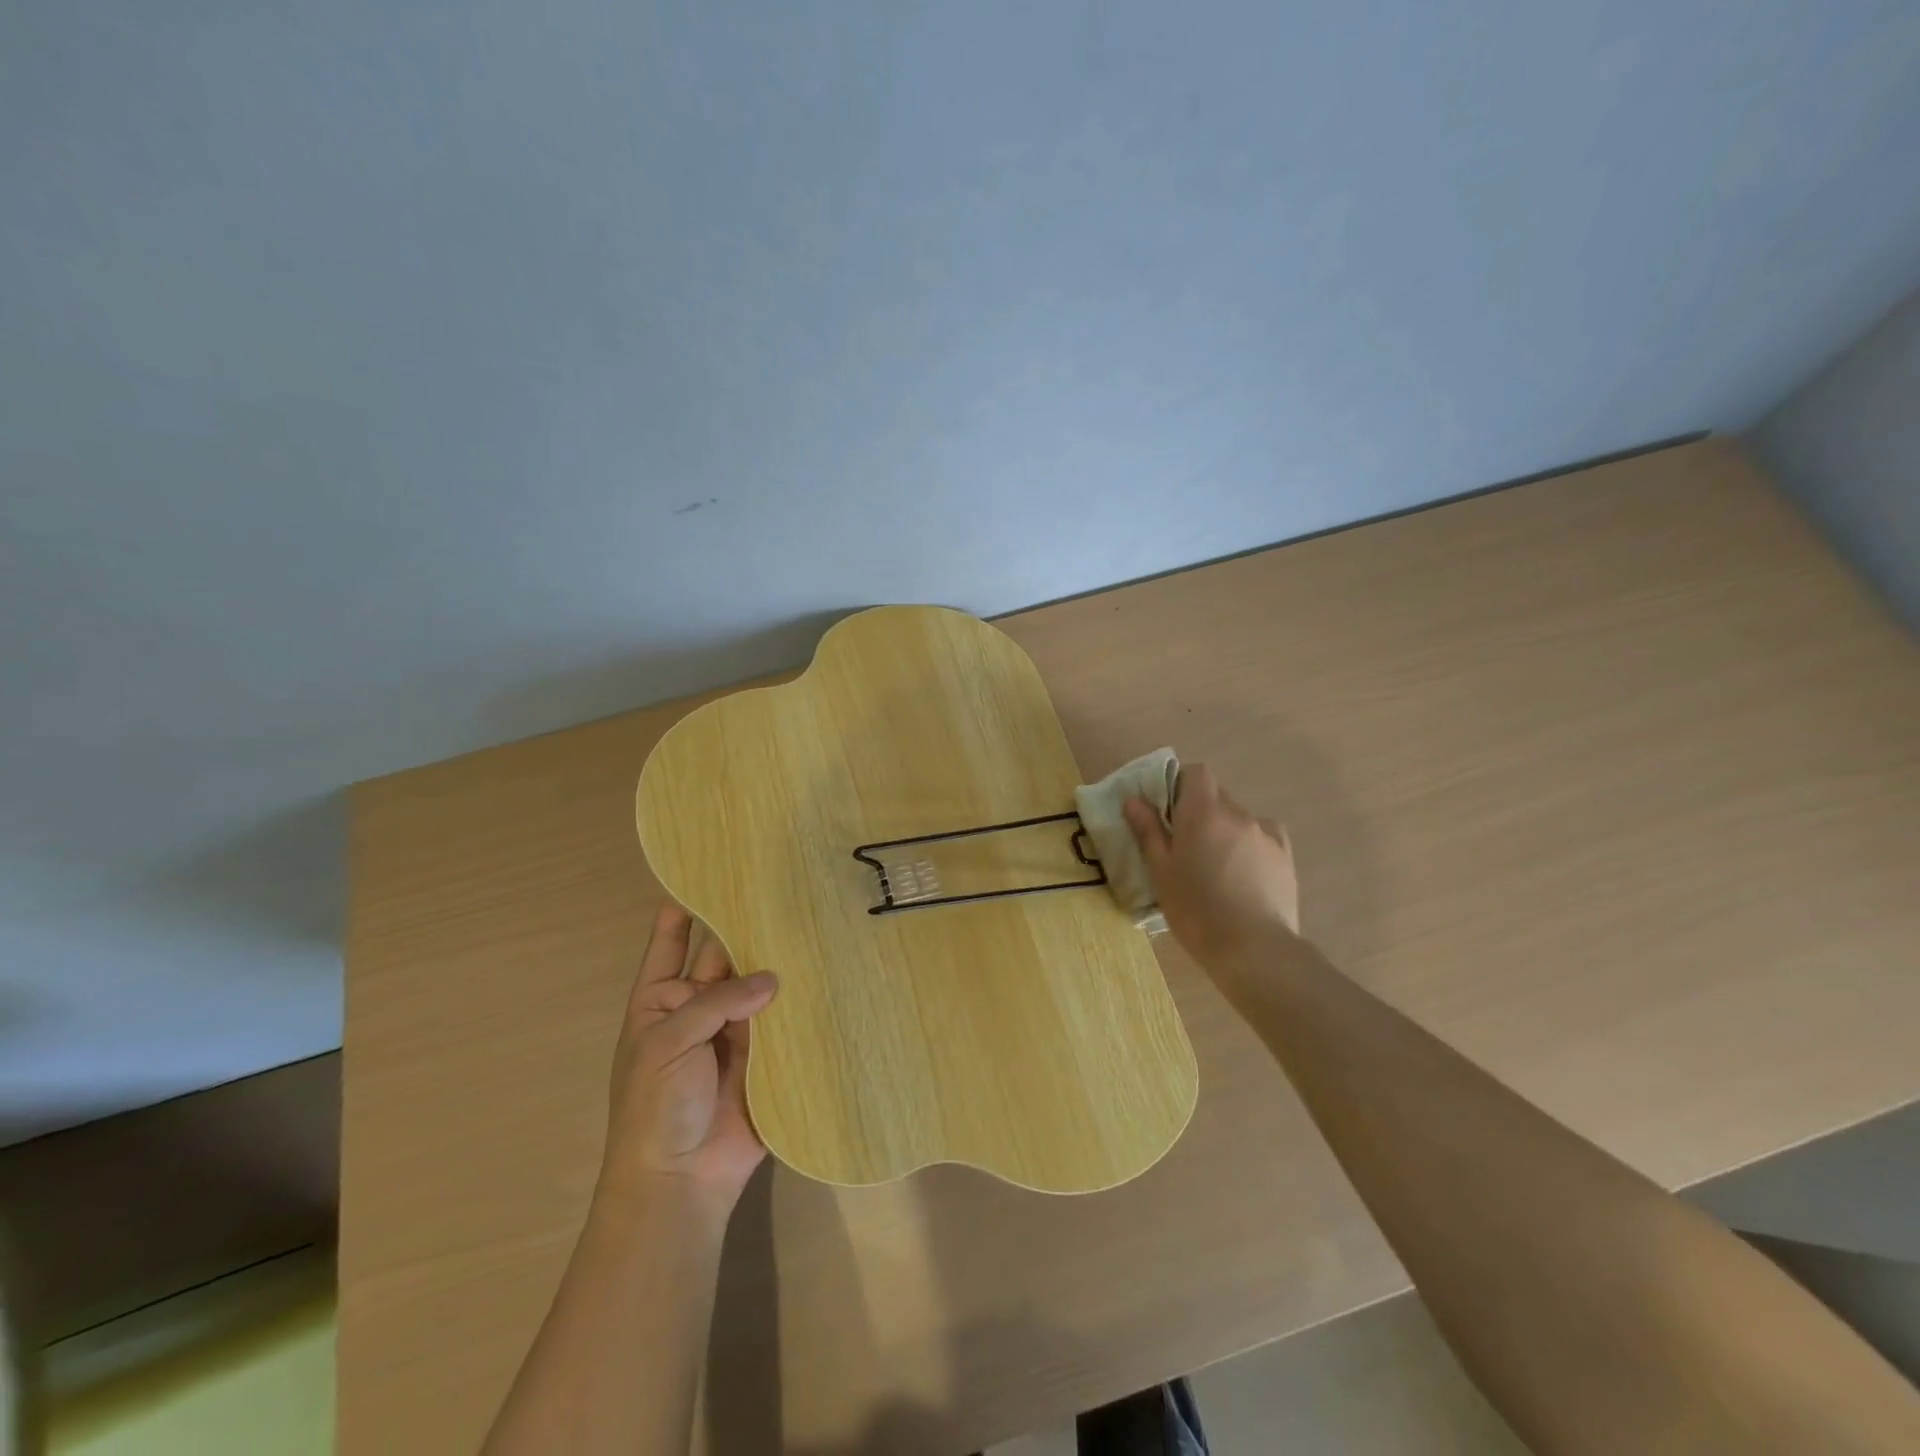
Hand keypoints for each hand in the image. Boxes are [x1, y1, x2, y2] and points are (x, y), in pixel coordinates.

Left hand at [598, 901, 778, 1210]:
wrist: (679, 1180)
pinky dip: (800, 1000)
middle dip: (745, 928)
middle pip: (724, 957)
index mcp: (661, 1000)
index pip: (672, 943)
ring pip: (758, 985)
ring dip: (777, 961)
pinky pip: (784, 1020)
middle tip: (779, 888)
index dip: (683, 910)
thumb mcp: (668, 1043)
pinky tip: (825, 970)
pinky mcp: (768, 1055)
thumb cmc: (654, 1106)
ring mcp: (735, 1031)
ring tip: (808, 918)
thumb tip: (774, 978)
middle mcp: (700, 1007)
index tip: (707, 872)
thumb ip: (718, 1001)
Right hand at [1122, 762, 1299, 968]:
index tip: (1168, 810)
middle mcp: (1238, 813)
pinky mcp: (1286, 857)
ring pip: (1239, 819)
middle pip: (1217, 796)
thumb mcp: (1161, 871)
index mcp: (1203, 812)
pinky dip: (1251, 845)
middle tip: (1186, 846)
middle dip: (1200, 812)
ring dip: (1225, 831)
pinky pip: (1264, 837)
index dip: (1181, 784)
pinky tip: (1244, 872)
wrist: (1252, 948)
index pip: (1196, 772)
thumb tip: (1134, 799)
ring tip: (1216, 868)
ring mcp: (1266, 834)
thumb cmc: (1196, 909)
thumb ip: (1148, 830)